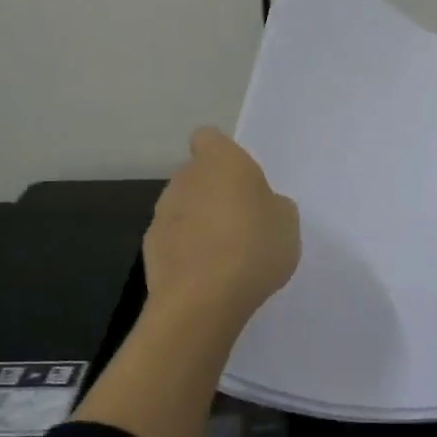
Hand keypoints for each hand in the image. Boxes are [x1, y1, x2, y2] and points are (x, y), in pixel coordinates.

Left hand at [144, 127, 299, 326]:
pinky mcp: (150, 246)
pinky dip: (185, 251)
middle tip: (240, 222)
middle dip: (213, 193)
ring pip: (183, 208)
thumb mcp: (287, 223)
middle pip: (196, 175)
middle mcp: (185, 177)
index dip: (223, 155)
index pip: (209, 138)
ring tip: (224, 256)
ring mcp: (162, 212)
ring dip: (198, 223)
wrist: (203, 299)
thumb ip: (272, 205)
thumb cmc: (253, 247)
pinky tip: (204, 276)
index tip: (240, 180)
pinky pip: (173, 239)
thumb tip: (259, 207)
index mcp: (220, 161)